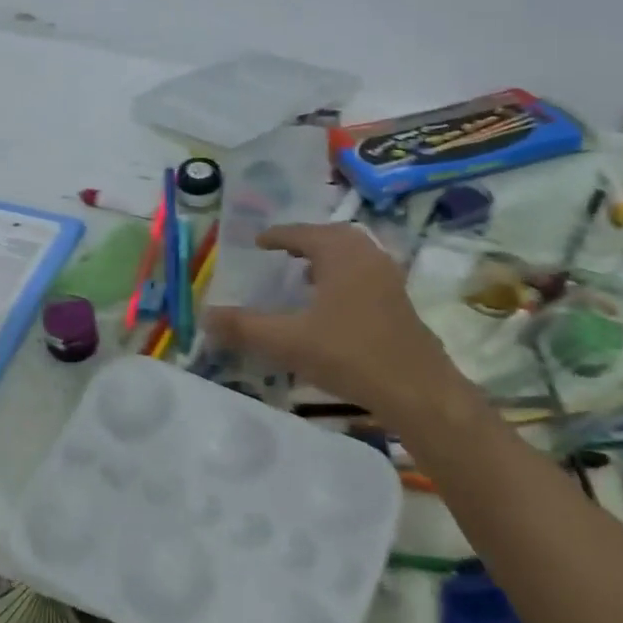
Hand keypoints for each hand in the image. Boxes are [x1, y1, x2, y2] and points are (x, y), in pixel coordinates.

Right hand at [206, 223, 466, 424]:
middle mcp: (368, 256)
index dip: (278, 235)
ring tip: (304, 276)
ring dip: (327, 259)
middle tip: (282, 252)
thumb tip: (205, 316)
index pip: (303, 233)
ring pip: (353, 256)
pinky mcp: (400, 302)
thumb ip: (245, 327)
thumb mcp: (288, 342)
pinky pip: (365, 274)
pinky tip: (333, 306)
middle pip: (333, 237)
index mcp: (341, 254)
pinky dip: (344, 277)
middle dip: (306, 241)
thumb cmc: (350, 355)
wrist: (417, 390)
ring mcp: (389, 278)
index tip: (258, 241)